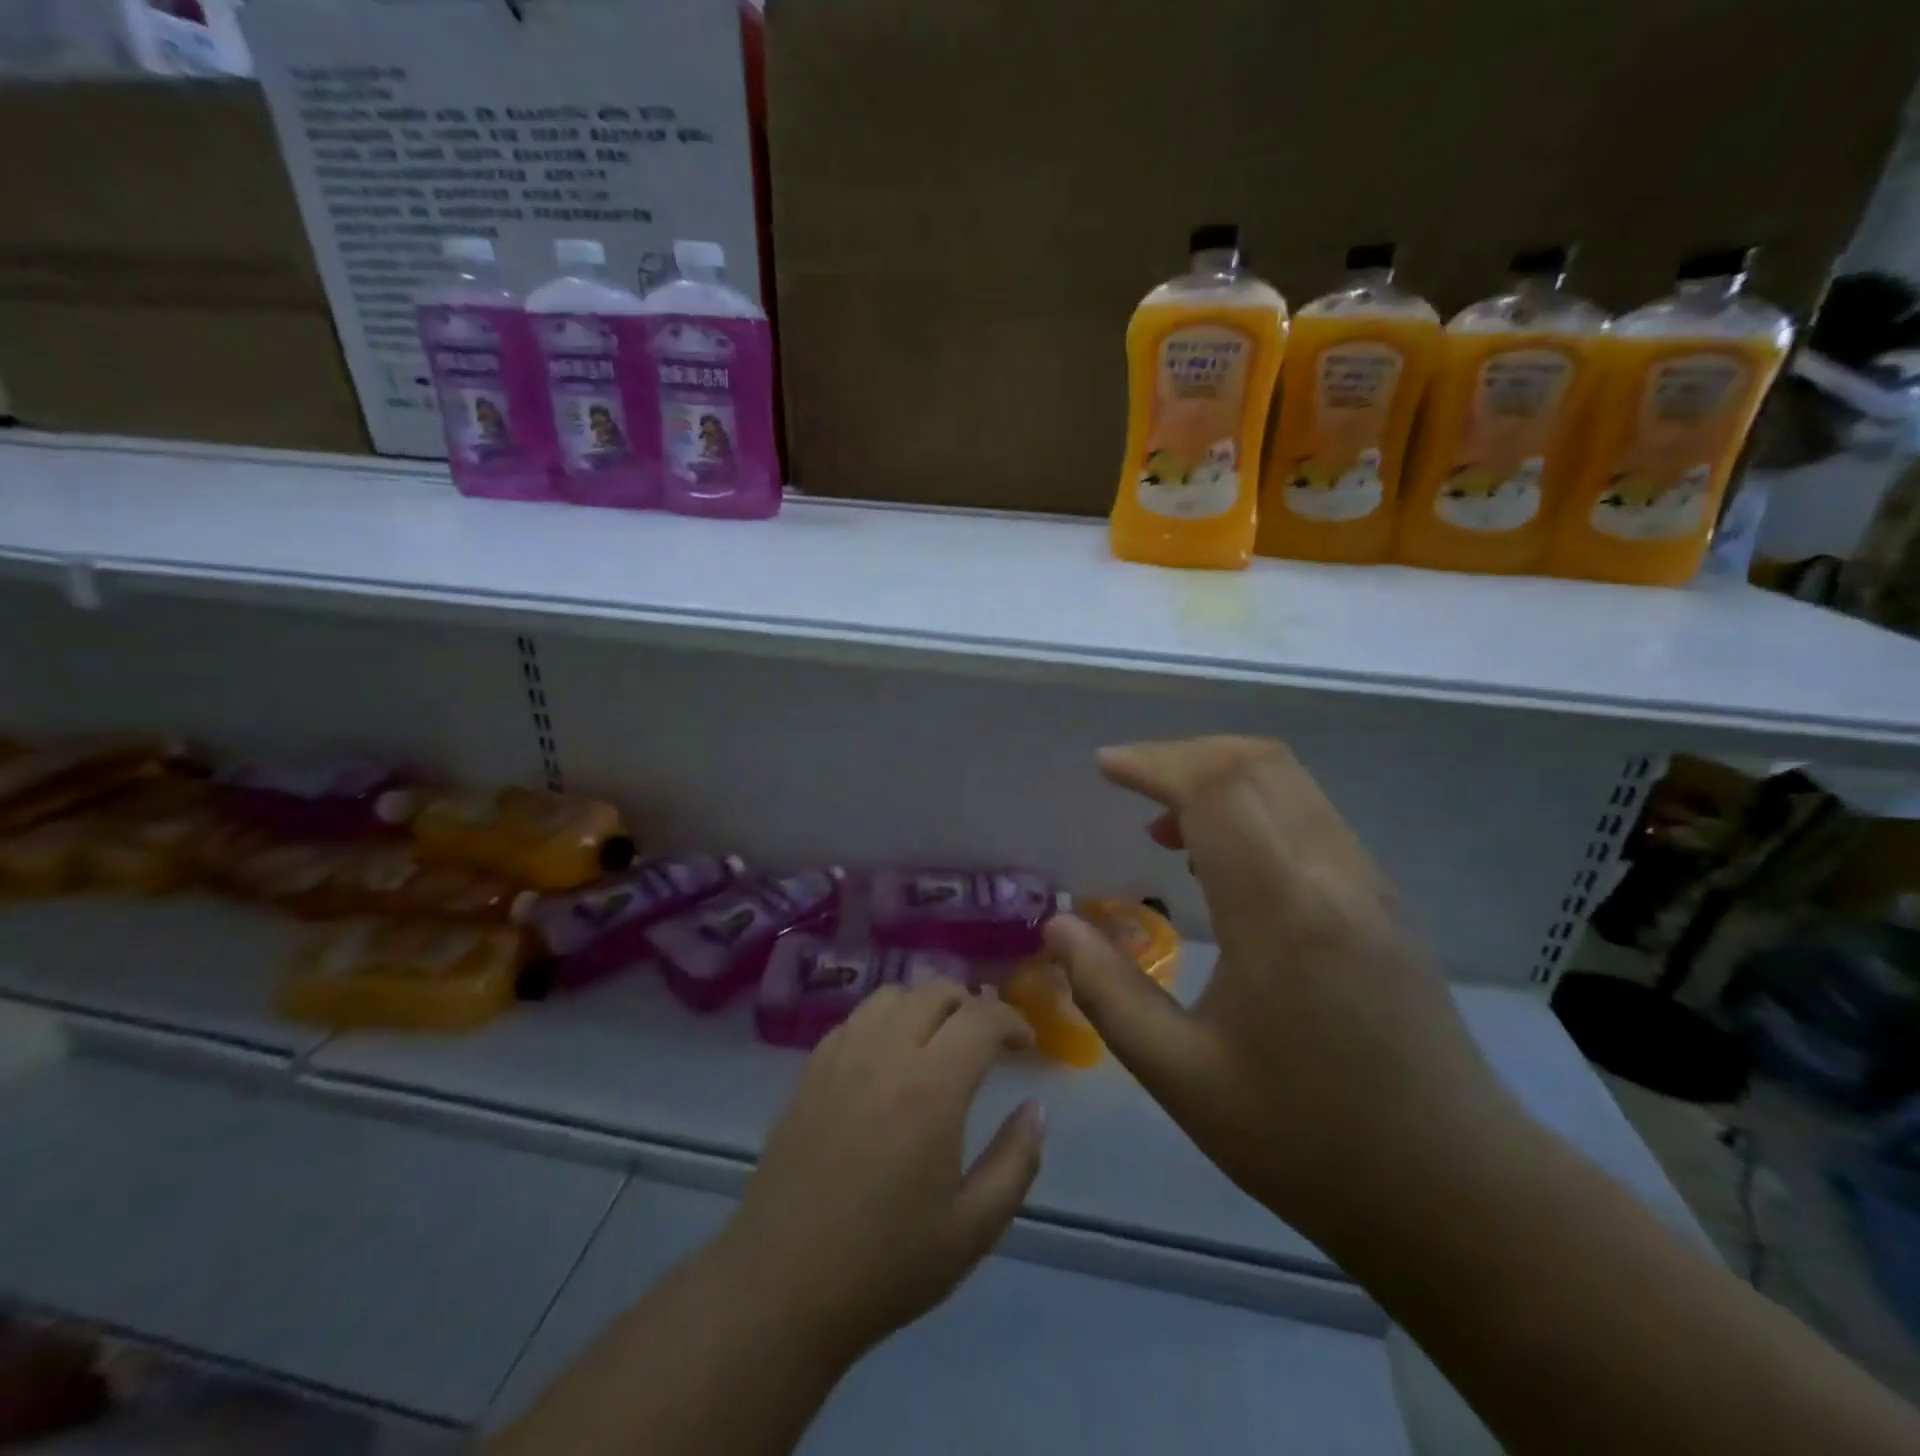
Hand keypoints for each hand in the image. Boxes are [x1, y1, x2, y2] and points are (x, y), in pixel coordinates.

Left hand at [714, 980, 1044, 1364]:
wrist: (783, 1287)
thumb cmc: (886, 1264)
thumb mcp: (973, 1229)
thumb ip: (1016, 1162)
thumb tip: (1035, 1109)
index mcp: (931, 1087)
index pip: (980, 1019)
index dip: (1011, 1020)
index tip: (1025, 1043)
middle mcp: (885, 1054)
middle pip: (935, 992)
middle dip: (971, 1005)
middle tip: (986, 1040)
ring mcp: (841, 1057)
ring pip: (891, 995)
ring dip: (924, 1005)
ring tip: (937, 1040)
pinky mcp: (809, 1071)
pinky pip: (854, 1019)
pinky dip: (884, 1020)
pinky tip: (887, 1058)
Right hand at [1045, 737, 1512, 1242]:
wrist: (1458, 1192)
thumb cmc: (1309, 1140)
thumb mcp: (1184, 1077)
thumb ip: (1109, 992)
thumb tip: (1058, 927)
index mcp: (1282, 911)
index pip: (1217, 788)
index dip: (1154, 763)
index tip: (1104, 768)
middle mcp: (1333, 874)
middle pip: (1257, 763)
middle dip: (1183, 756)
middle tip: (1128, 784)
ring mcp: (1368, 881)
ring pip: (1289, 781)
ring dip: (1219, 777)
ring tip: (1163, 824)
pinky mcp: (1382, 898)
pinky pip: (1309, 814)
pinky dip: (1253, 805)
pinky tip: (1220, 858)